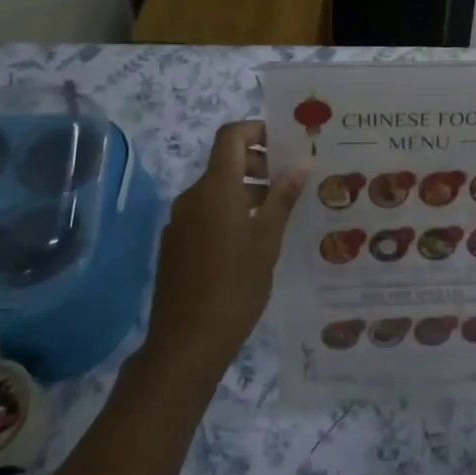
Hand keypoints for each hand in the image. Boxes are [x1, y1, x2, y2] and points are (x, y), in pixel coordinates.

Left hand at [145, 121, 305, 381]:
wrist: (186, 343)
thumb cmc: (235, 286)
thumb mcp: (268, 240)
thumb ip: (283, 197)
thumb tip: (300, 162)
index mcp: (216, 188)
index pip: (231, 136)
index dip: (257, 130)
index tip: (285, 144)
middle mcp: (192, 196)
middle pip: (225, 162)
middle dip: (258, 164)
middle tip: (291, 182)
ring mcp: (180, 221)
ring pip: (216, 190)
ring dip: (246, 191)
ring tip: (278, 214)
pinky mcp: (175, 245)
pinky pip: (205, 213)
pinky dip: (229, 213)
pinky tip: (250, 242)